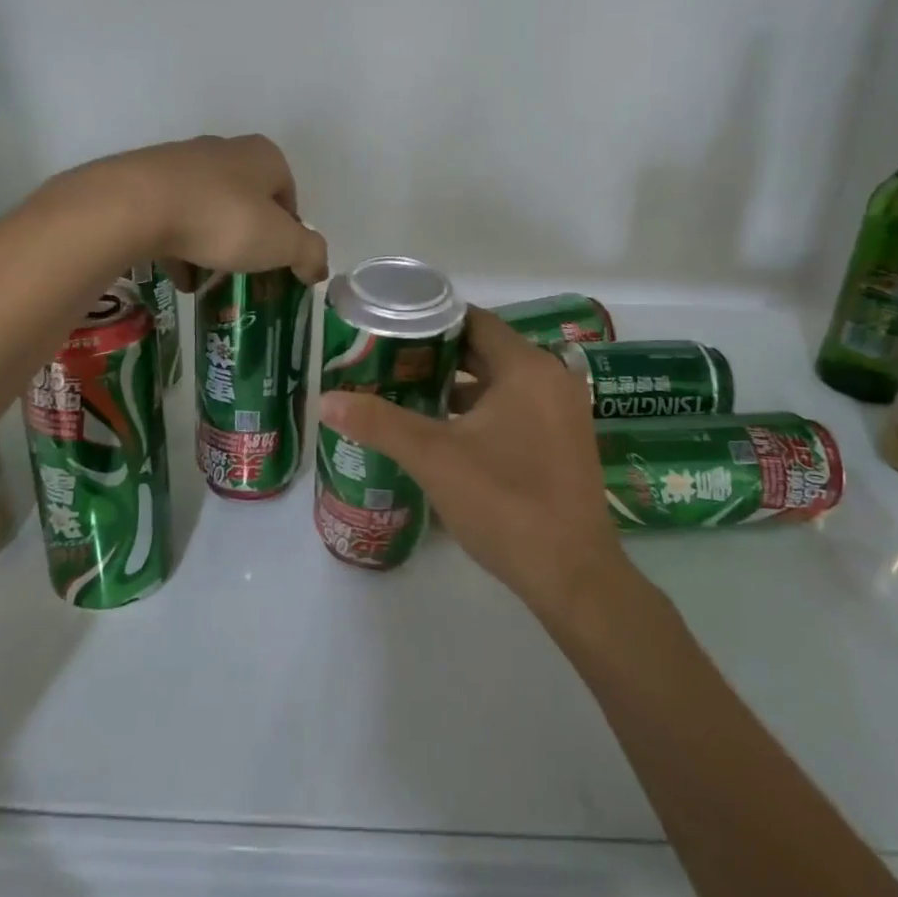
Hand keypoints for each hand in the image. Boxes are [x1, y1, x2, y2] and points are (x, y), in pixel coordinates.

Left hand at [65, 135, 329, 284]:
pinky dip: (180, 246)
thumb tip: (317, 267)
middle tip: (244, 274)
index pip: (289, 198)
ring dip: (212, 246)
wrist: (135, 206)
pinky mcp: (145, 180)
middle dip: (248, 241)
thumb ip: (309, 253)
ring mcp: (181, 162)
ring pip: (208, 211)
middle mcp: (225, 150)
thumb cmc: (222, 219)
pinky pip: (173, 217)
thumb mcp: (282, 243)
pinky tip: (178, 275)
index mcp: (264, 156)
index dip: (288, 235)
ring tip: (207, 282)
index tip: (278, 265)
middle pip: (248, 203)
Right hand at [317, 309, 628, 618]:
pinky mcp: (562, 442)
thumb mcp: (434, 458)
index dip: (430, 321)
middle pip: (485, 350)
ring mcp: (562, 412)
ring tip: (406, 393)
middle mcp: (551, 379)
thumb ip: (379, 423)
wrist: (571, 575)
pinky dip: (479, 411)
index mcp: (527, 368)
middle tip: (388, 362)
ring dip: (456, 386)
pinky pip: (514, 408)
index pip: (473, 321)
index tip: (390, 330)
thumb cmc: (504, 503)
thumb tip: (326, 400)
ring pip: (499, 383)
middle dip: (437, 356)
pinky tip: (443, 431)